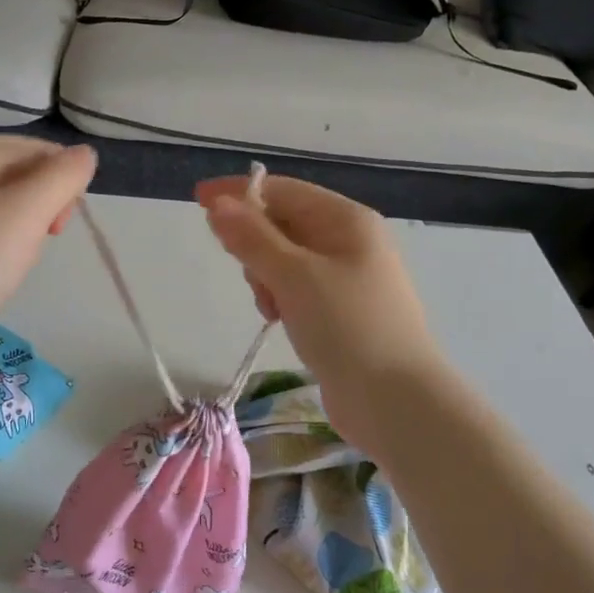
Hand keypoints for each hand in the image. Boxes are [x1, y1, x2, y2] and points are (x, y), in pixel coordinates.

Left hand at [0, 137, 97, 379]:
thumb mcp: (27, 212)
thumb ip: (62, 177)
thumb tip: (84, 154)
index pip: (25, 146)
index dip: (60, 168)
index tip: (77, 207)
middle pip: (9, 174)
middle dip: (43, 198)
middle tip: (56, 233)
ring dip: (23, 225)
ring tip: (29, 256)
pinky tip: (0, 273)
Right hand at [195, 174, 448, 455]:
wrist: (396, 401)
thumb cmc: (347, 327)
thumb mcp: (294, 276)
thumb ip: (252, 238)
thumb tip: (218, 204)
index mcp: (347, 220)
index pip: (283, 191)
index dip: (239, 194)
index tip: (197, 201)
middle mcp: (349, 241)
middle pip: (284, 223)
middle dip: (256, 245)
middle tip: (253, 278)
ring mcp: (346, 277)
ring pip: (286, 259)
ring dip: (266, 276)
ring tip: (272, 307)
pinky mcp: (340, 310)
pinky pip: (296, 288)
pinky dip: (280, 297)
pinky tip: (279, 319)